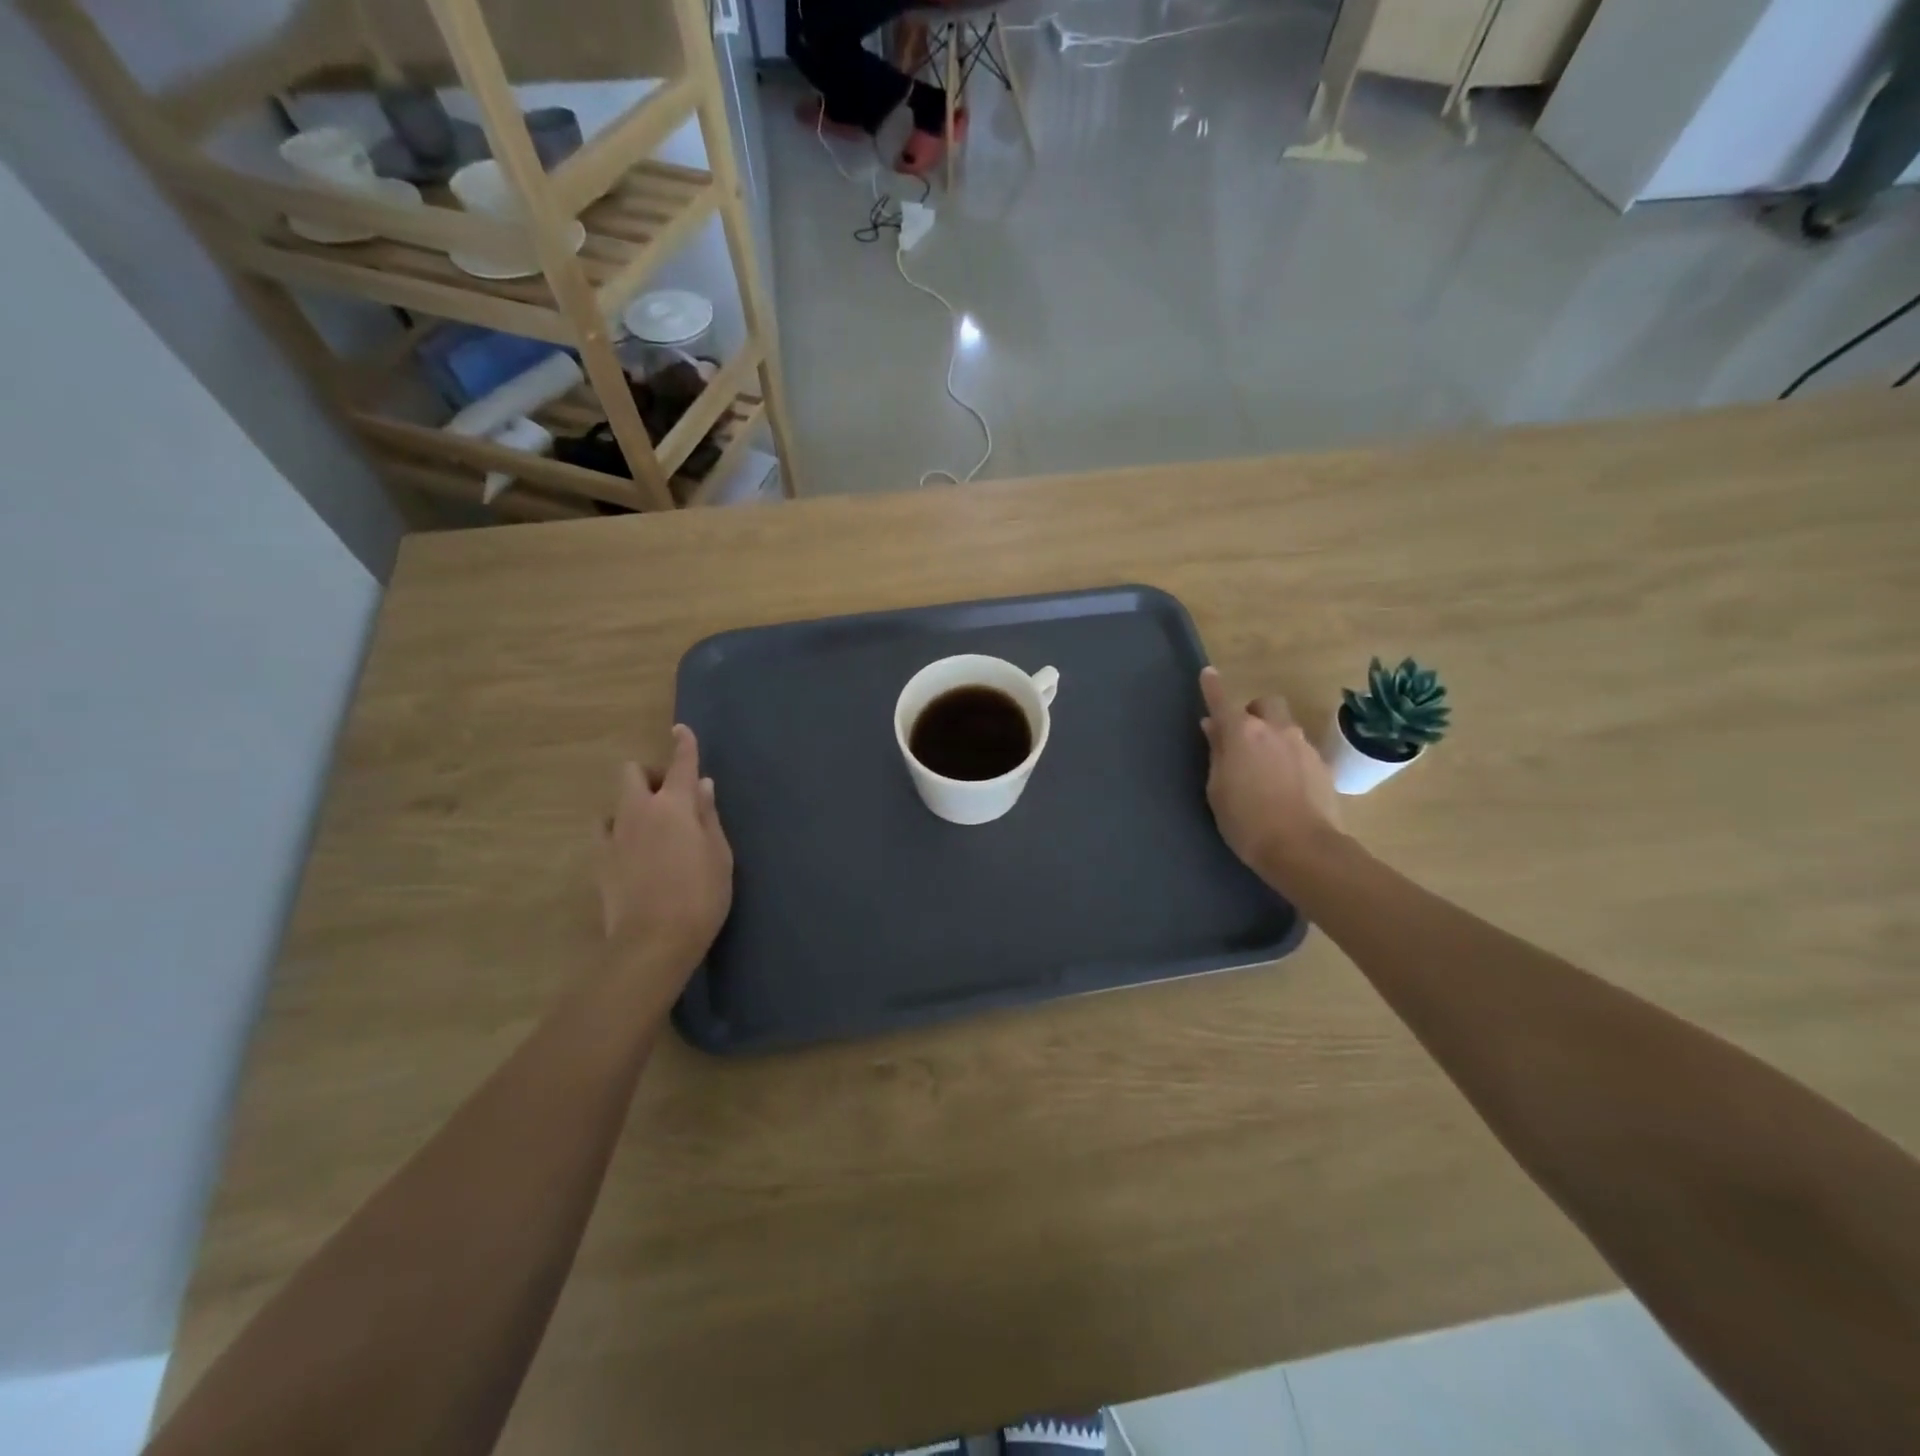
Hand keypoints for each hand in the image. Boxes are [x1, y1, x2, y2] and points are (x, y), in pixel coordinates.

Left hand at [597, 725, 733, 985]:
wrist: (653, 941)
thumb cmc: (700, 895)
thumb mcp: (719, 855)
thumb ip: (708, 816)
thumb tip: (702, 786)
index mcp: (674, 805)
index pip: (680, 763)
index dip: (683, 744)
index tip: (680, 729)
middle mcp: (639, 811)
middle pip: (631, 773)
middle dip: (648, 775)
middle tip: (669, 798)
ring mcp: (614, 835)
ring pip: (615, 803)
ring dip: (632, 806)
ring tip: (650, 829)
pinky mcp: (599, 861)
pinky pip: (605, 833)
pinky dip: (618, 832)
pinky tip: (632, 852)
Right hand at [1199, 667, 1343, 882]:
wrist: (1303, 848)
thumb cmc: (1246, 821)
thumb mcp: (1217, 789)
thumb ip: (1217, 753)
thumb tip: (1214, 728)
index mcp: (1242, 733)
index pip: (1222, 701)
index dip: (1213, 687)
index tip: (1208, 674)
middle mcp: (1275, 730)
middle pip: (1265, 704)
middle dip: (1253, 712)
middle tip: (1243, 736)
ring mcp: (1303, 746)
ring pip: (1285, 727)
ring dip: (1272, 736)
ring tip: (1264, 768)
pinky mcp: (1322, 766)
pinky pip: (1300, 750)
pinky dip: (1289, 758)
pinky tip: (1285, 784)